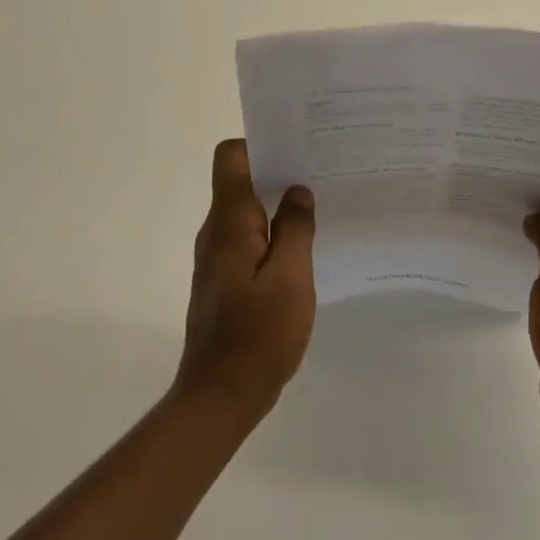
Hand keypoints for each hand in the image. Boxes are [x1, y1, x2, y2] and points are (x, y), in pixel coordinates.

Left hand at [176, 139, 316, 416]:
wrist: (220, 395)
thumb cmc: (257, 335)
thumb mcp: (290, 279)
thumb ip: (295, 229)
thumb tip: (297, 191)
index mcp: (228, 222)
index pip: (230, 158)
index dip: (260, 143)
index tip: (297, 146)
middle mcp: (216, 232)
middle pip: (240, 181)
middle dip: (279, 171)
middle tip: (322, 171)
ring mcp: (218, 257)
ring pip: (247, 212)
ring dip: (278, 205)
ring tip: (320, 205)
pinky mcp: (225, 279)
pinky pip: (249, 240)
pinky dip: (274, 234)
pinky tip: (305, 247)